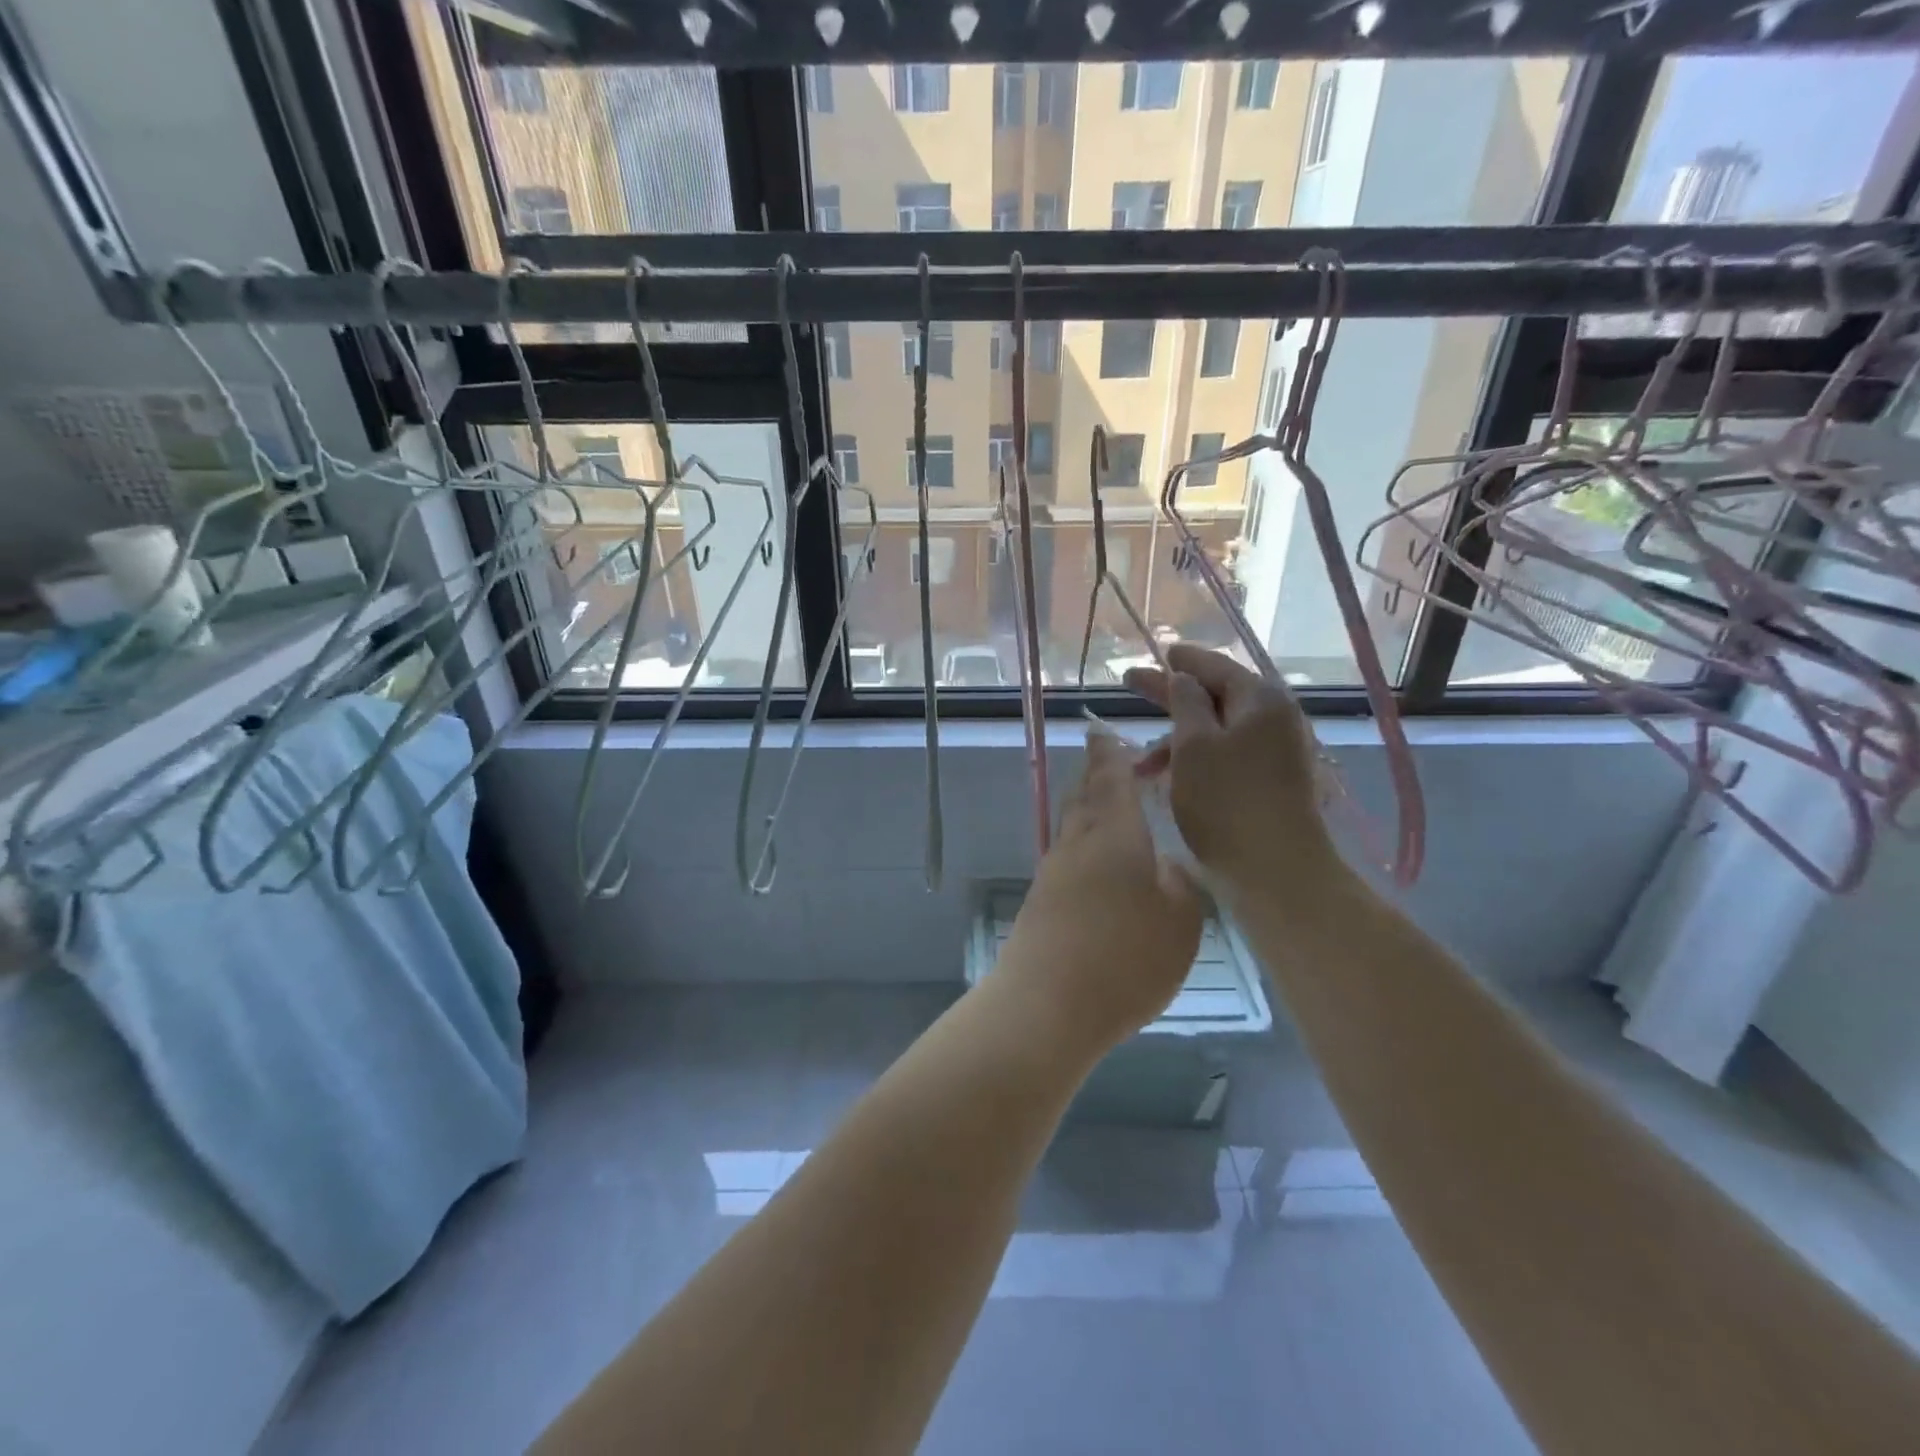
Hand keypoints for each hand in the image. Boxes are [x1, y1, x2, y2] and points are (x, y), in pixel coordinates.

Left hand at [997, 731, 1204, 1055]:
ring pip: (1072, 825)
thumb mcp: (1180, 922)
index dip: (1110, 752)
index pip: (1109, 776)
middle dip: (1098, 774)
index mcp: (1113, 832)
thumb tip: (1166, 866)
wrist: (1046, 1005)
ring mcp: (1053, 872)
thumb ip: (1179, 885)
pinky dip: (1085, 845)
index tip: (1105, 730)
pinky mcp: (1042, 901)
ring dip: (1090, 808)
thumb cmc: (1124, 957)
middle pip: (1083, 795)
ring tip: (1114, 809)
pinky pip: (1067, 856)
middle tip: (1116, 764)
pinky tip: (1101, 864)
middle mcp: (1077, 842)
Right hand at [1124, 644, 1337, 889]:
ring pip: (1217, 730)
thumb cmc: (1227, 800)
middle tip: (1132, 685)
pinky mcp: (1270, 781)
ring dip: (1177, 738)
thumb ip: (1185, 702)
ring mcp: (1275, 751)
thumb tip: (1182, 677)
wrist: (1276, 869)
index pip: (1215, 666)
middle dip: (1172, 695)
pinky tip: (1169, 778)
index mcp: (1260, 700)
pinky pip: (1226, 755)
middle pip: (1216, 695)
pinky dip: (1195, 760)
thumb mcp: (1194, 744)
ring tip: (1142, 764)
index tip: (1156, 652)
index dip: (1180, 659)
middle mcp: (1274, 719)